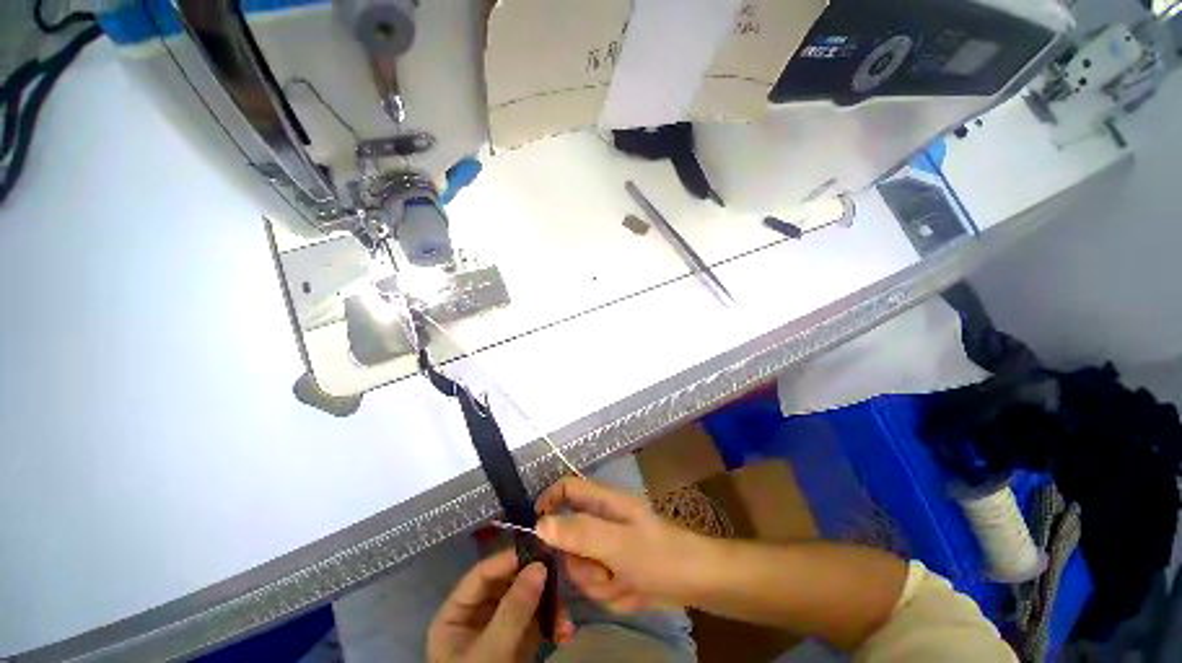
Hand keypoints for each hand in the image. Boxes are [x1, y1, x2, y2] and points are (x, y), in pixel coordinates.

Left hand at [427, 549, 570, 662]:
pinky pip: (538, 622)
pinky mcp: (520, 643)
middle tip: (561, 574)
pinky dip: (552, 623)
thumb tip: (540, 564)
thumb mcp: (489, 653)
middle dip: (535, 582)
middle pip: (508, 584)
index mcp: (457, 614)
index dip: (508, 559)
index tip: (538, 549)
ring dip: (549, 604)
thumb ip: (512, 610)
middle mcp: (479, 615)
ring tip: (566, 613)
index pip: (482, 574)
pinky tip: (565, 630)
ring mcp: (501, 628)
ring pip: (527, 600)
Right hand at [535, 477, 710, 612]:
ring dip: (599, 582)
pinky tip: (632, 592)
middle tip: (602, 570)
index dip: (548, 501)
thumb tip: (539, 523)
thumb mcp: (617, 544)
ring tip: (624, 582)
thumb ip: (579, 532)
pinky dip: (612, 593)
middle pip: (570, 536)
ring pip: (583, 565)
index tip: (536, 532)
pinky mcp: (618, 567)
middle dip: (582, 562)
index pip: (567, 488)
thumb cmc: (659, 555)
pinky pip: (599, 583)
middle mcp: (604, 519)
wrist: (698, 583)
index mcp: (605, 501)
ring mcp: (611, 546)